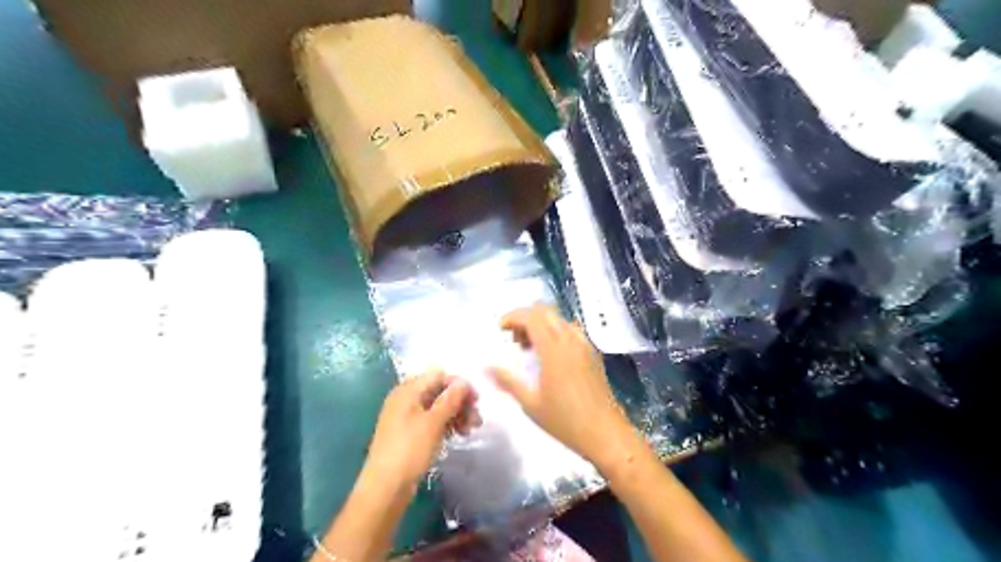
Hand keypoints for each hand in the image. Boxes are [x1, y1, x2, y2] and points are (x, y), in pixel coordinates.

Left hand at [364, 371, 480, 493]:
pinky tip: (459, 435)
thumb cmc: (409, 450)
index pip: (439, 375)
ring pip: (438, 407)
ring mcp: (407, 417)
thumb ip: (450, 399)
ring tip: (471, 430)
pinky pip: (432, 421)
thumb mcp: (433, 422)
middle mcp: (406, 399)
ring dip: (457, 414)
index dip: (459, 385)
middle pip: (439, 391)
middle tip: (477, 419)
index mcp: (408, 390)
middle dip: (460, 402)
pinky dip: (447, 425)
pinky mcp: (410, 433)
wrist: (385, 488)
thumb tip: (464, 381)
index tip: (477, 400)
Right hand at [490, 306, 636, 467]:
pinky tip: (549, 356)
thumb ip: (508, 380)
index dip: (513, 316)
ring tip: (529, 348)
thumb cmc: (565, 421)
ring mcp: (585, 345)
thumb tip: (486, 365)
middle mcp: (571, 340)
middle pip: (546, 311)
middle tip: (513, 339)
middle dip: (525, 318)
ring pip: (559, 319)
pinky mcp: (593, 354)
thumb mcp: (531, 403)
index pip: (532, 316)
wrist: (606, 434)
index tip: (500, 329)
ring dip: (541, 324)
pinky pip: (571, 331)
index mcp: (554, 349)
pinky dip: (555, 332)